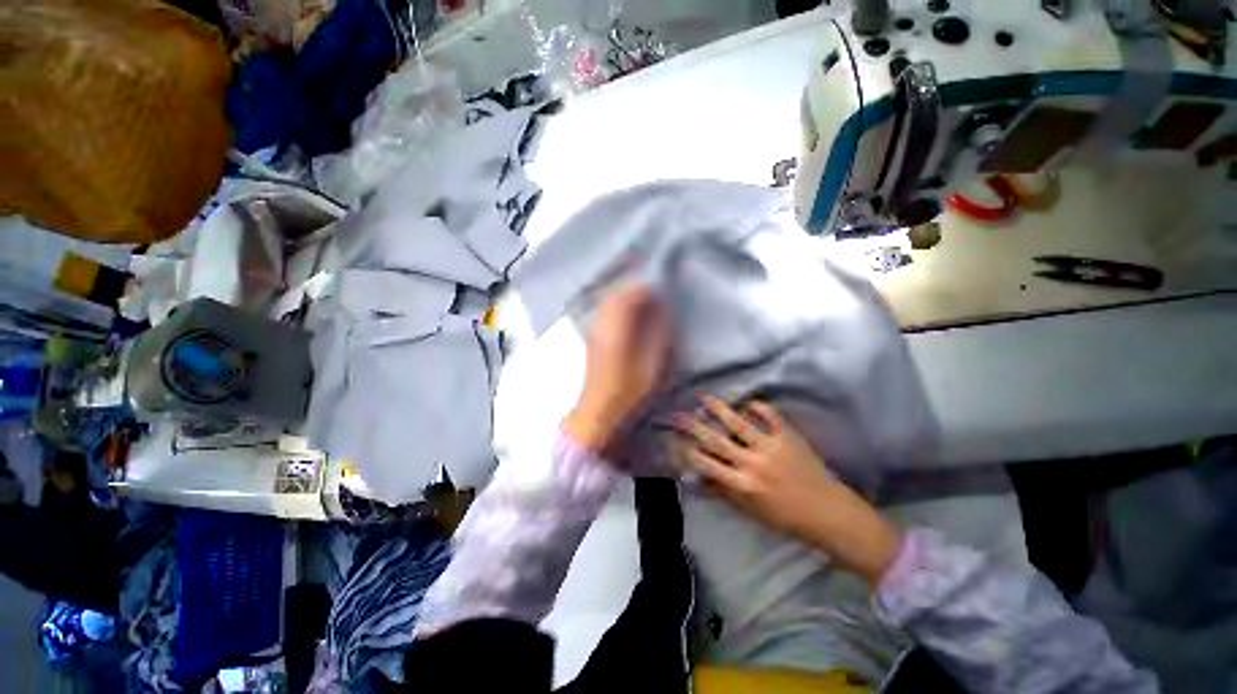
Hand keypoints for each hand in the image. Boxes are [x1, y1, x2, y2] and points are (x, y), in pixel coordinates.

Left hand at [562, 284, 671, 453]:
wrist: (598, 411)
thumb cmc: (628, 392)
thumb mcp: (652, 366)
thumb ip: (659, 335)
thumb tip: (663, 313)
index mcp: (617, 331)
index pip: (628, 298)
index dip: (645, 290)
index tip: (660, 291)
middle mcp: (602, 326)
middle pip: (615, 296)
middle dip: (634, 291)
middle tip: (653, 295)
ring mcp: (594, 332)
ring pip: (608, 304)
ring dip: (625, 299)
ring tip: (644, 305)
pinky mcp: (592, 339)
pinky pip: (605, 313)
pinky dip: (618, 309)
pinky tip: (629, 318)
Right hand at [675, 397, 901, 587]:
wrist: (828, 513)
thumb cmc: (786, 516)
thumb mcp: (751, 510)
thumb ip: (725, 492)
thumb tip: (701, 478)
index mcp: (742, 484)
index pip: (707, 464)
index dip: (689, 451)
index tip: (677, 441)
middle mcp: (752, 463)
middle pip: (717, 441)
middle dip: (695, 427)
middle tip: (680, 415)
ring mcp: (771, 447)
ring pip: (739, 424)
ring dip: (720, 409)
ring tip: (705, 398)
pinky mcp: (789, 437)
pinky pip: (771, 417)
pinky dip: (759, 406)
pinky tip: (748, 401)